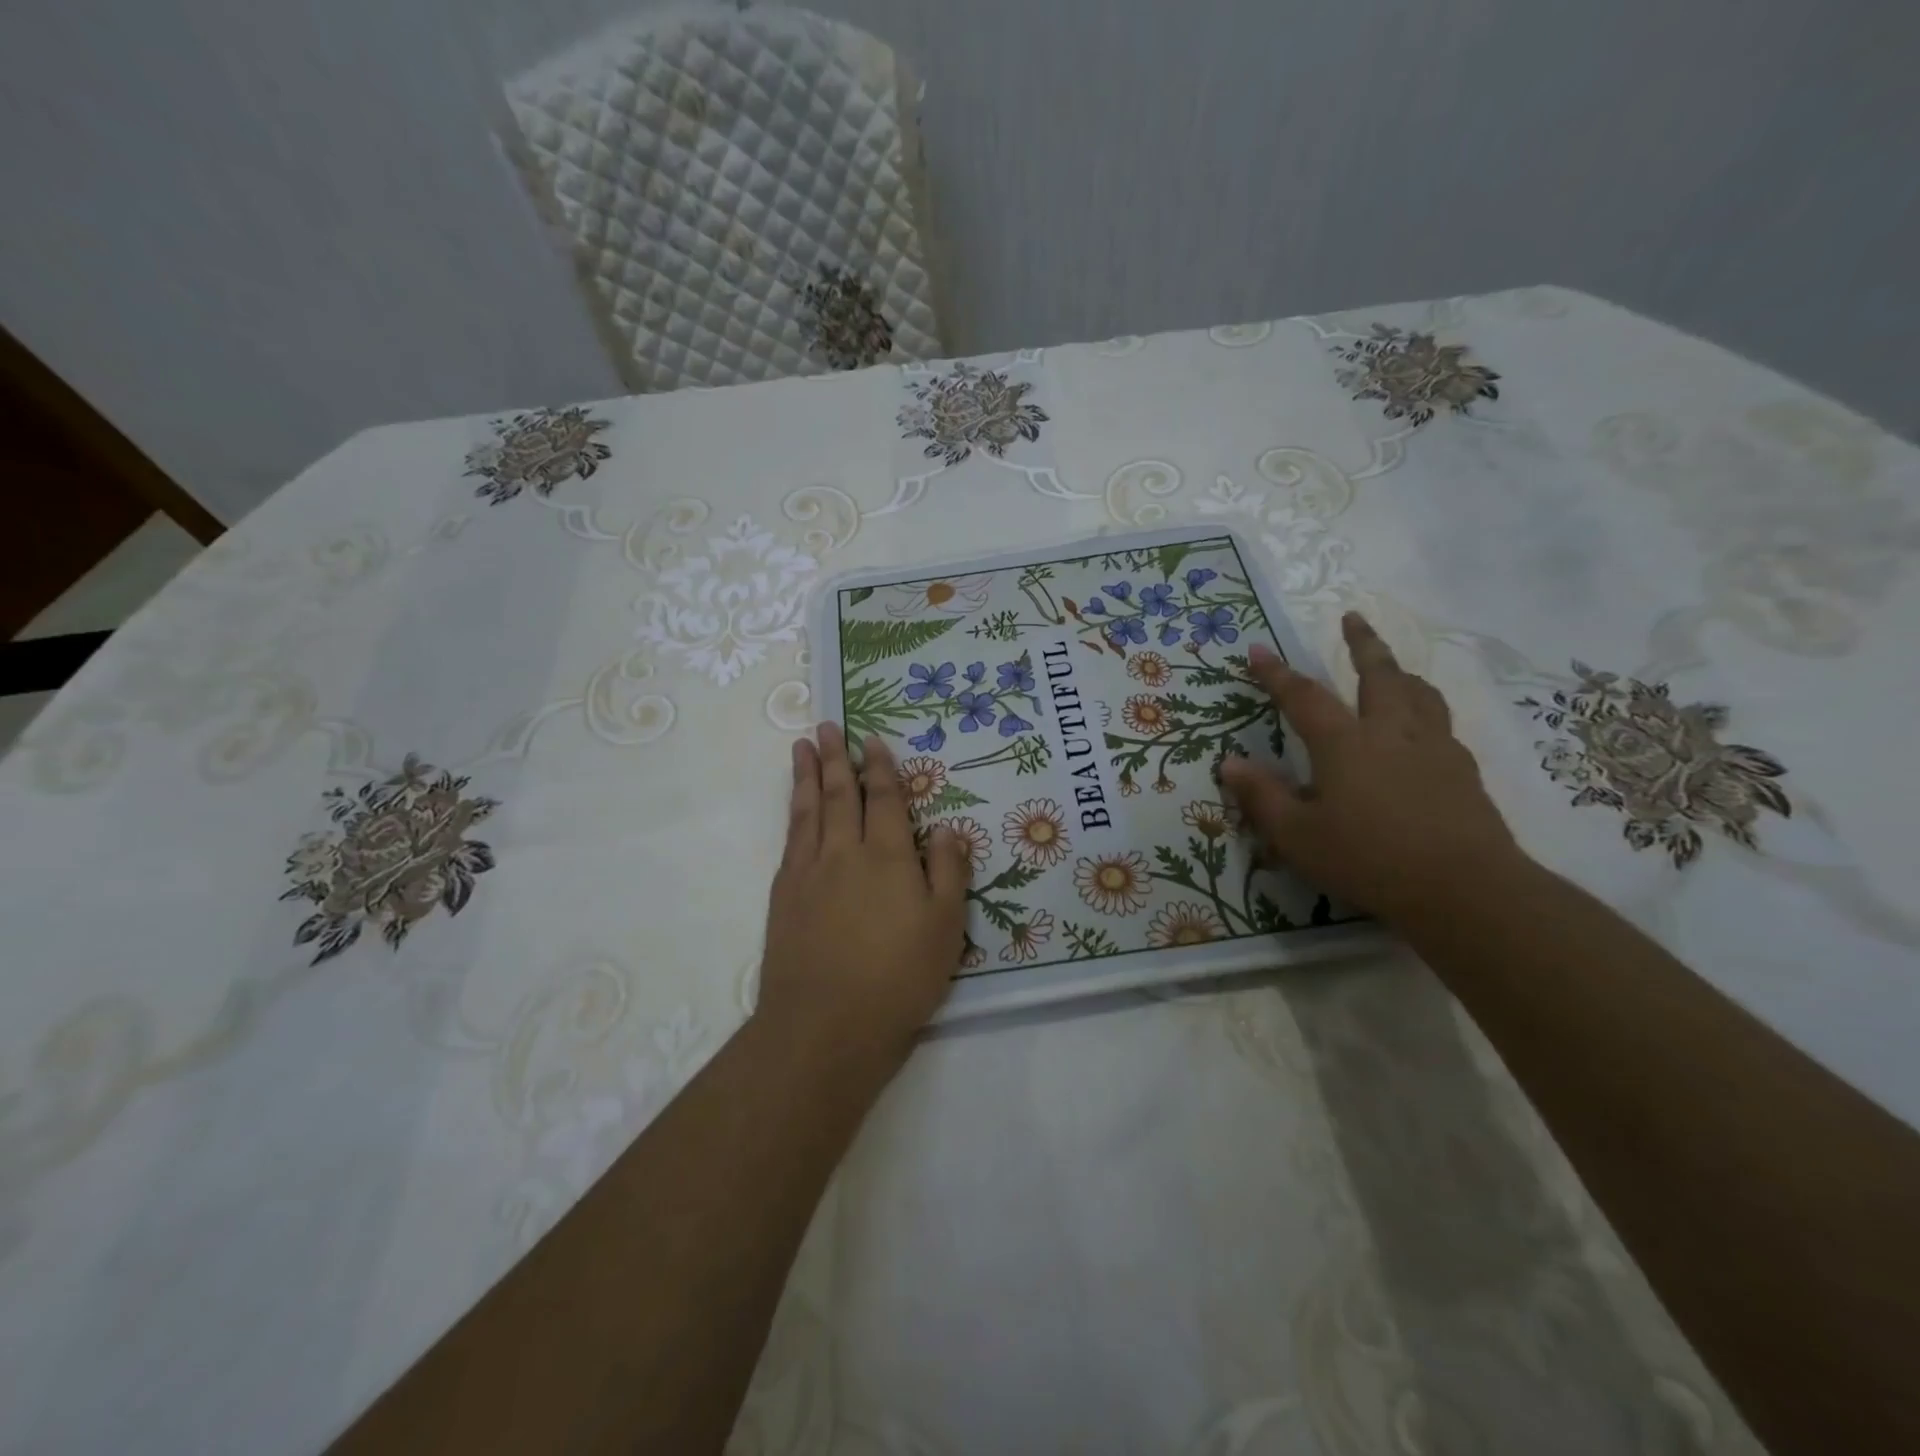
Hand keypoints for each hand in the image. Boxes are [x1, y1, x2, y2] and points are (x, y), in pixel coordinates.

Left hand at [758, 724, 971, 1070]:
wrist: (825, 1024)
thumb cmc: (898, 976)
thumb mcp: (945, 926)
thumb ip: (948, 870)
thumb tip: (946, 828)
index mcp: (887, 855)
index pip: (883, 798)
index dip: (879, 767)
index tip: (871, 740)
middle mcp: (844, 852)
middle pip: (839, 794)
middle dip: (835, 758)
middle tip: (827, 726)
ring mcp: (808, 872)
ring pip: (808, 810)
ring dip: (806, 775)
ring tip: (801, 747)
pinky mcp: (784, 895)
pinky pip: (790, 839)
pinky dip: (793, 813)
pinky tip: (794, 808)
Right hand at [1219, 613, 1523, 927]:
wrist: (1464, 888)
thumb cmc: (1368, 859)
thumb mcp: (1297, 836)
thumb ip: (1262, 797)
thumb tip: (1229, 763)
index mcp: (1345, 743)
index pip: (1304, 697)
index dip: (1276, 673)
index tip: (1257, 650)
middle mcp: (1391, 732)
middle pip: (1378, 674)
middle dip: (1362, 643)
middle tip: (1353, 618)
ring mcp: (1434, 748)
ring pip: (1419, 692)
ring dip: (1400, 671)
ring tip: (1392, 666)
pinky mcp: (1463, 770)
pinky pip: (1442, 722)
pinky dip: (1426, 708)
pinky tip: (1423, 726)